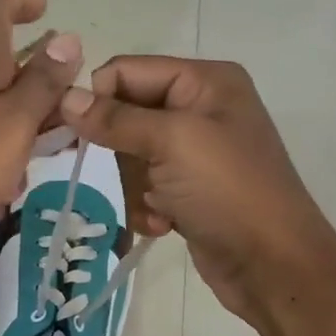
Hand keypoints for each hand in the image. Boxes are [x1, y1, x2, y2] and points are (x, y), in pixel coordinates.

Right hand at [57, 57, 335, 318]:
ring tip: (157, 209)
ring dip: (135, 189)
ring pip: (130, 158)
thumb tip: (64, 98)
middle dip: (123, 155)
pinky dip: (146, 207)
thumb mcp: (171, 144)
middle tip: (140, 178)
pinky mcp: (188, 189)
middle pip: (125, 117)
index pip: (127, 71)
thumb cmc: (228, 191)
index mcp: (204, 81)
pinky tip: (164, 224)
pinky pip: (144, 187)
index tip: (73, 136)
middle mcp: (199, 109)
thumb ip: (116, 119)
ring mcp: (194, 152)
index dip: (98, 100)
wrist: (271, 264)